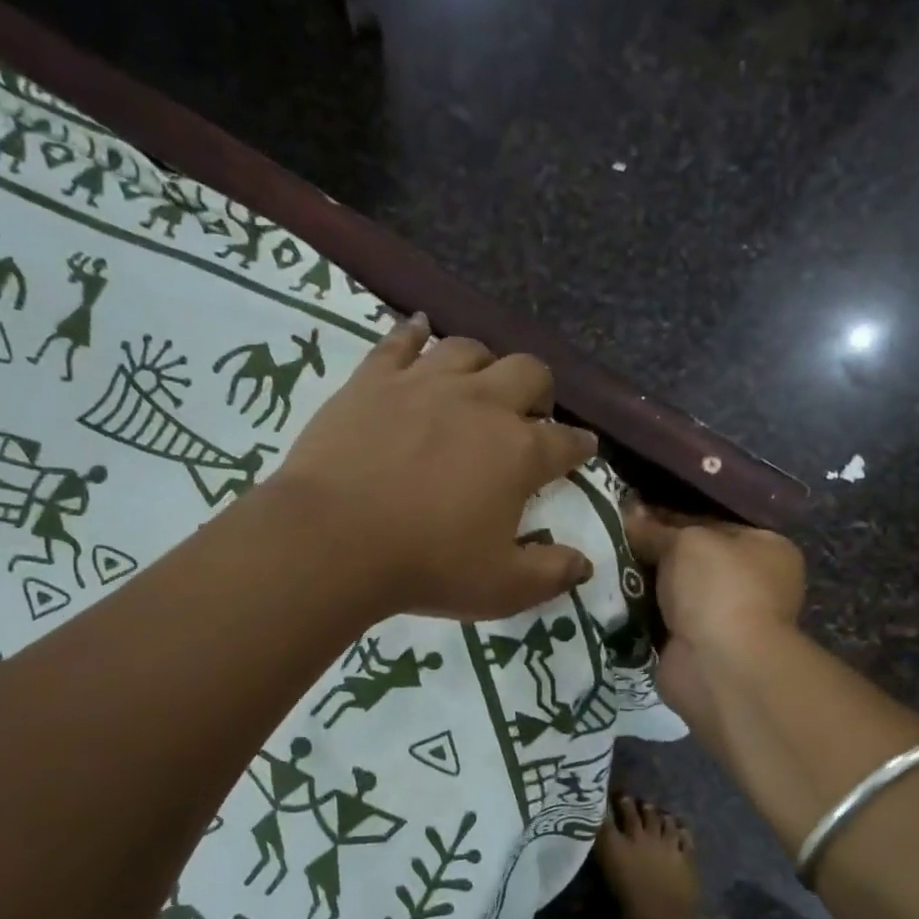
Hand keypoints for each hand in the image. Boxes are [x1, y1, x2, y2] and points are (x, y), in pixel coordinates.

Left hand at [270, 314, 599, 619]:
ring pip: (469, 349)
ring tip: (479, 384)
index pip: (567, 442)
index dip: (580, 447)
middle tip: (531, 414)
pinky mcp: (374, 379)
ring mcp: (425, 383)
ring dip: (485, 363)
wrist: (334, 540)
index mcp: (519, 453)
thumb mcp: (503, 588)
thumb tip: (585, 564)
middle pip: (529, 373)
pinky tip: (420, 330)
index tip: (582, 450)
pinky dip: (415, 333)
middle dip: (540, 391)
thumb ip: (551, 574)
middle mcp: (481, 404)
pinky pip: (401, 340)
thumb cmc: (427, 566)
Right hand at [624, 504, 804, 727]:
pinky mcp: (694, 648)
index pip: (711, 523)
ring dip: (642, 584)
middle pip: (690, 559)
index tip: (630, 513)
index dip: (669, 516)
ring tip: (602, 565)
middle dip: (652, 552)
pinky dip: (638, 614)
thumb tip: (628, 513)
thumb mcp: (686, 542)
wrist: (719, 665)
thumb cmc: (718, 589)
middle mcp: (750, 583)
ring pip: (671, 592)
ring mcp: (723, 619)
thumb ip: (655, 529)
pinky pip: (658, 622)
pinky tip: (607, 597)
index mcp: (766, 549)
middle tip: (611, 537)